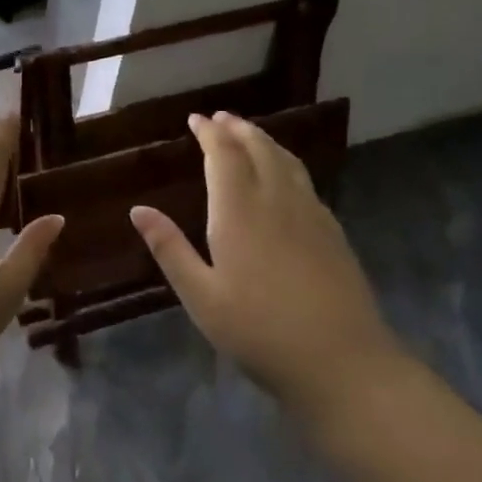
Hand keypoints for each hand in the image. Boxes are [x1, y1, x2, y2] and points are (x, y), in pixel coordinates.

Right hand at [130, 112, 397, 413]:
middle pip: (259, 150)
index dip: (210, 133)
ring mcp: (311, 216)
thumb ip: (170, 249)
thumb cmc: (258, 331)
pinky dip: (287, 164)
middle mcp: (277, 202)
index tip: (196, 119)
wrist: (342, 363)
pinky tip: (285, 178)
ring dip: (265, 141)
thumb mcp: (201, 296)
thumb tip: (138, 209)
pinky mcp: (333, 234)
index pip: (224, 156)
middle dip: (238, 129)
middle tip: (221, 118)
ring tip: (250, 134)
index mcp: (239, 213)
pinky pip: (306, 182)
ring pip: (287, 162)